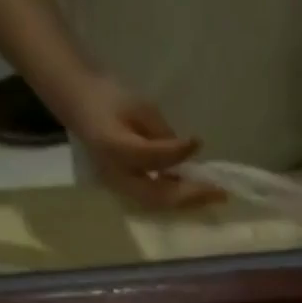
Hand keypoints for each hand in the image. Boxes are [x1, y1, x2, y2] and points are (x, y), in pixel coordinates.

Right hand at [56, 72, 224, 210]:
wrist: (81, 106)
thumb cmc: (109, 98)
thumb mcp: (137, 104)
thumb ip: (160, 132)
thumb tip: (184, 154)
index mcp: (115, 147)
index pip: (152, 157)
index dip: (176, 152)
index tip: (198, 142)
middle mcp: (119, 176)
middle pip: (160, 195)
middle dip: (192, 195)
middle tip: (220, 193)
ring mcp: (122, 189)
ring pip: (160, 203)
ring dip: (189, 201)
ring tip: (213, 195)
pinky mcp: (128, 192)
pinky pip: (157, 201)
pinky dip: (178, 199)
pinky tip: (196, 193)